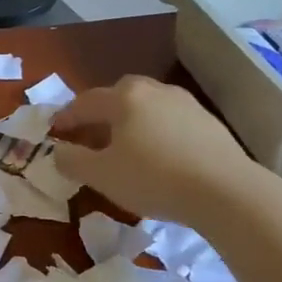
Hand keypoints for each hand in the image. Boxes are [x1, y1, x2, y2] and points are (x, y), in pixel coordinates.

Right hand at [49, 75, 257, 223]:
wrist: (227, 191)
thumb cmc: (153, 178)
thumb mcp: (101, 175)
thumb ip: (72, 161)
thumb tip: (58, 151)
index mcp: (124, 98)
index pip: (85, 102)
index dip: (66, 118)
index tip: (54, 132)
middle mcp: (153, 91)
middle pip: (118, 97)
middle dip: (100, 115)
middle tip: (90, 137)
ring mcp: (185, 103)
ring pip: (147, 108)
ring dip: (130, 123)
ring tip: (125, 148)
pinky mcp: (208, 122)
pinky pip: (170, 122)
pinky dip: (156, 133)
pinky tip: (159, 157)